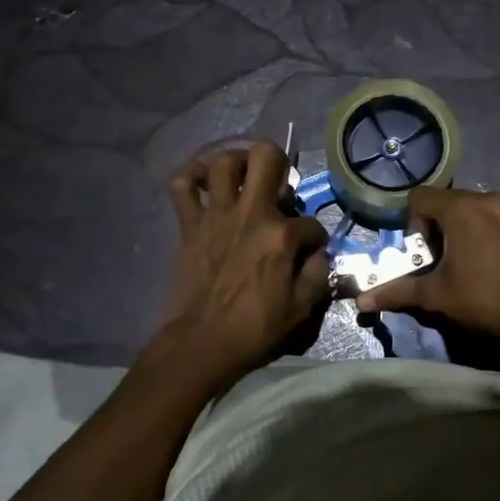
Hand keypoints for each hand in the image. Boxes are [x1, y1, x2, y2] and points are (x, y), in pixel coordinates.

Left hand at [153, 141, 329, 383]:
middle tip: (278, 184)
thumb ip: (317, 273)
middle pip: (266, 157)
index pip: (311, 223)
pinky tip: (203, 181)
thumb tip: (317, 253)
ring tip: (244, 177)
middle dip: (279, 162)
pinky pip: (182, 186)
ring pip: (223, 162)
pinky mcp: (189, 224)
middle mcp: (250, 214)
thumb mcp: (302, 309)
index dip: (316, 238)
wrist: (201, 343)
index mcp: (281, 236)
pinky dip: (191, 176)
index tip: (310, 254)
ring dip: (237, 162)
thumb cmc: (254, 329)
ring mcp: (216, 215)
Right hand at [355, 187, 499, 353]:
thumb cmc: (485, 302)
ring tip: (467, 263)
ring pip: (474, 207)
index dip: (414, 224)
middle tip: (442, 262)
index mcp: (462, 209)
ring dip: (462, 228)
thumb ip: (398, 292)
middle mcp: (489, 198)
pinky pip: (497, 215)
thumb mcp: (437, 296)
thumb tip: (360, 302)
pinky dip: (486, 230)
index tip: (424, 254)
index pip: (420, 196)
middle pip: (448, 200)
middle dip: (437, 227)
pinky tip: (492, 262)